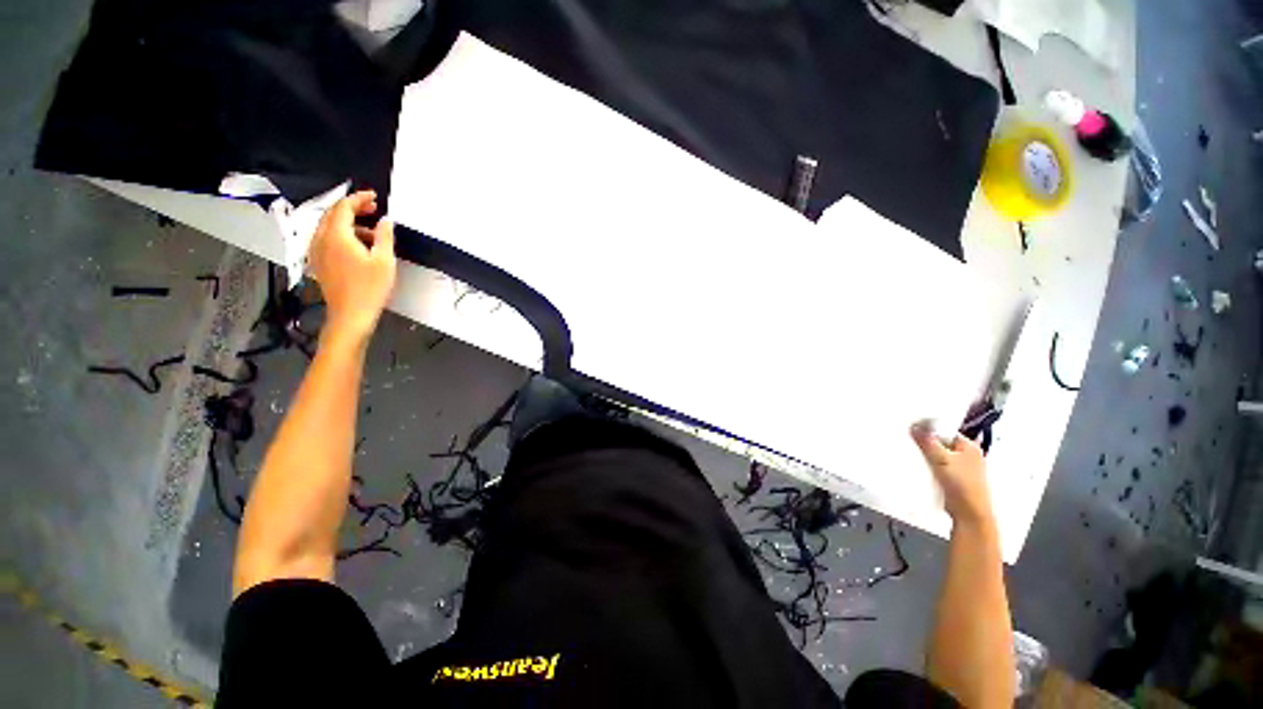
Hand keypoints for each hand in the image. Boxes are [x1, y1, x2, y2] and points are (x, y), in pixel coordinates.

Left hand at [308, 191, 396, 340]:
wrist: (350, 315)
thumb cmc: (370, 288)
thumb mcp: (384, 261)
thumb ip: (384, 236)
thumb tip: (385, 220)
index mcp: (336, 235)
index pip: (344, 207)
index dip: (358, 198)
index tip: (374, 196)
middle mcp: (321, 239)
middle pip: (333, 214)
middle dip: (352, 208)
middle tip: (373, 209)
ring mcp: (317, 251)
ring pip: (329, 227)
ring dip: (348, 222)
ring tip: (371, 229)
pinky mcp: (319, 262)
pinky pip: (327, 239)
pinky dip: (342, 234)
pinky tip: (358, 245)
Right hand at [911, 424, 993, 524]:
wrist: (969, 513)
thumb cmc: (961, 484)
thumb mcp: (942, 460)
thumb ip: (928, 442)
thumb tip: (914, 426)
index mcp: (969, 446)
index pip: (945, 431)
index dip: (929, 429)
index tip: (912, 429)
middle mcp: (967, 454)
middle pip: (941, 443)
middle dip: (926, 443)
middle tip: (909, 441)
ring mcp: (961, 467)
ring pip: (938, 455)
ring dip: (926, 455)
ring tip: (911, 453)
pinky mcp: (954, 478)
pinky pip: (938, 466)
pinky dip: (929, 465)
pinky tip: (918, 466)